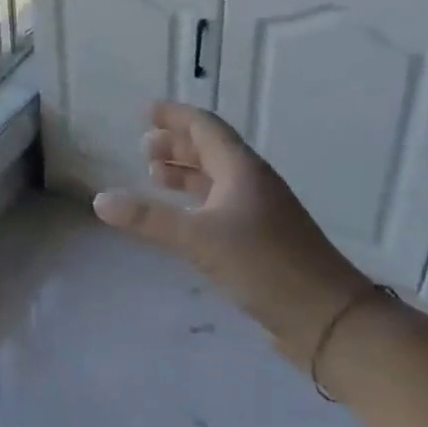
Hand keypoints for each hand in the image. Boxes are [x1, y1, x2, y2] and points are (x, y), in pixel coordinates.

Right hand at [91, 101, 367, 363]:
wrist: (326, 316)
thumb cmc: (264, 264)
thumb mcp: (199, 238)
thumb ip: (149, 219)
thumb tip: (101, 200)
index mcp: (242, 170)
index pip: (206, 128)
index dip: (177, 116)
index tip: (148, 109)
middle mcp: (251, 184)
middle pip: (211, 151)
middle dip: (177, 144)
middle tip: (144, 145)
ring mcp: (258, 211)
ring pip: (215, 179)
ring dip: (185, 172)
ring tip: (153, 175)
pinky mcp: (259, 238)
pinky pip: (219, 204)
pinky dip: (194, 200)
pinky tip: (180, 216)